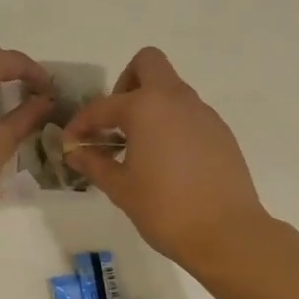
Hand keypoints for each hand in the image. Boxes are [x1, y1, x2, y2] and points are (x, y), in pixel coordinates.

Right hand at [63, 47, 270, 267]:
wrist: (227, 233)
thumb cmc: (165, 209)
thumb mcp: (121, 188)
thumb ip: (95, 164)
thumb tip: (75, 153)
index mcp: (146, 107)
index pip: (103, 106)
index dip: (82, 123)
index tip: (71, 143)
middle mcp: (177, 100)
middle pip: (148, 64)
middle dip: (125, 83)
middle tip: (116, 122)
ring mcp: (204, 114)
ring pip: (171, 90)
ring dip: (151, 106)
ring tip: (139, 147)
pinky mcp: (221, 132)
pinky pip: (189, 114)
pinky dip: (172, 124)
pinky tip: (167, 160)